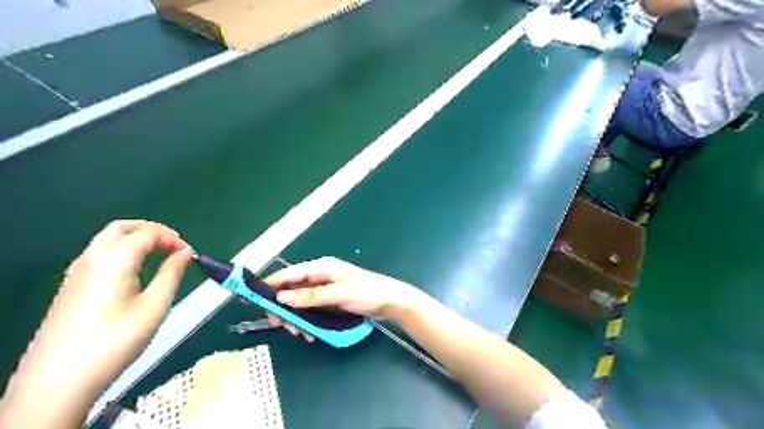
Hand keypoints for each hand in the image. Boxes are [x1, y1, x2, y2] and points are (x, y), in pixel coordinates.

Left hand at [4, 222, 194, 411]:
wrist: (59, 380)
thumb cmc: (116, 340)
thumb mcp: (155, 306)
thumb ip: (173, 273)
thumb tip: (186, 252)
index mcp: (114, 259)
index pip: (148, 233)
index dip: (173, 238)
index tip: (189, 254)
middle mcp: (91, 258)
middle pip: (123, 228)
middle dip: (152, 230)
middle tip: (174, 246)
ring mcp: (76, 271)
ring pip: (108, 239)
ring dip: (137, 240)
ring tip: (160, 256)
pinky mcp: (71, 286)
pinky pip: (100, 254)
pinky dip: (123, 251)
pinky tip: (136, 271)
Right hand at [264, 257, 423, 336]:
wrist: (391, 302)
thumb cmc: (367, 292)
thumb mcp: (339, 293)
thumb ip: (310, 295)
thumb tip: (281, 297)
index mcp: (321, 267)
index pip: (289, 273)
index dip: (269, 284)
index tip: (250, 296)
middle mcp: (320, 276)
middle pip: (291, 290)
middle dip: (283, 307)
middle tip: (279, 325)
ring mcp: (325, 290)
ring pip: (299, 303)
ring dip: (296, 318)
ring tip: (300, 334)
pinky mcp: (330, 301)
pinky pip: (311, 311)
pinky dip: (307, 321)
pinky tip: (310, 334)